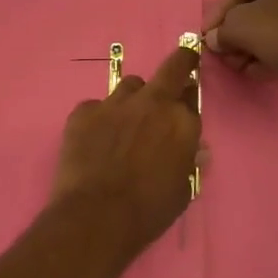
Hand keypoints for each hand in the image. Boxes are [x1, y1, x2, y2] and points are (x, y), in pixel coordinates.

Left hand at [53, 46, 204, 252]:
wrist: (96, 216)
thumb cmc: (148, 211)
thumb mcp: (182, 190)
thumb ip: (188, 162)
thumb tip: (195, 149)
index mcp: (182, 123)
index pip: (191, 97)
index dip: (188, 98)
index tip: (185, 100)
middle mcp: (152, 104)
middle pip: (171, 68)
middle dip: (179, 62)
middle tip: (180, 63)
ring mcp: (114, 104)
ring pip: (130, 86)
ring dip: (133, 99)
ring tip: (124, 123)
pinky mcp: (83, 112)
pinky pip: (95, 107)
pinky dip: (97, 119)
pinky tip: (93, 141)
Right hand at [202, 0, 277, 105]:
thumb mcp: (242, 28)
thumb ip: (221, 30)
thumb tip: (215, 38)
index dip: (218, 12)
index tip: (208, 36)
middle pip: (258, 0)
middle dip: (238, 31)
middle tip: (226, 53)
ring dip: (255, 41)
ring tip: (243, 66)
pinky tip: (263, 67)